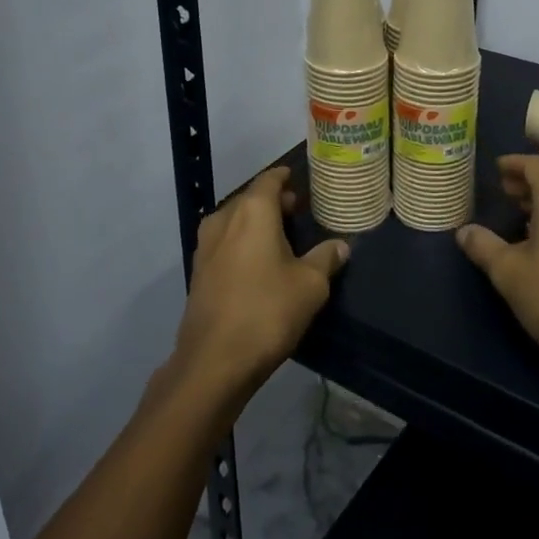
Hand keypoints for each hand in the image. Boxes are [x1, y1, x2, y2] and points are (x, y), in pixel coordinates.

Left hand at [170, 166, 349, 404]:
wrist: (214, 360)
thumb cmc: (268, 311)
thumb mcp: (310, 285)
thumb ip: (326, 258)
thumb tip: (341, 246)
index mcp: (252, 211)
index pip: (269, 180)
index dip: (284, 177)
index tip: (297, 178)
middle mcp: (224, 219)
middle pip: (250, 199)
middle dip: (272, 202)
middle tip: (296, 209)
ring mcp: (205, 246)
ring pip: (234, 221)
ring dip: (255, 222)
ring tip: (280, 236)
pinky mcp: (198, 272)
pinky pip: (224, 243)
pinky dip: (241, 242)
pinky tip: (257, 262)